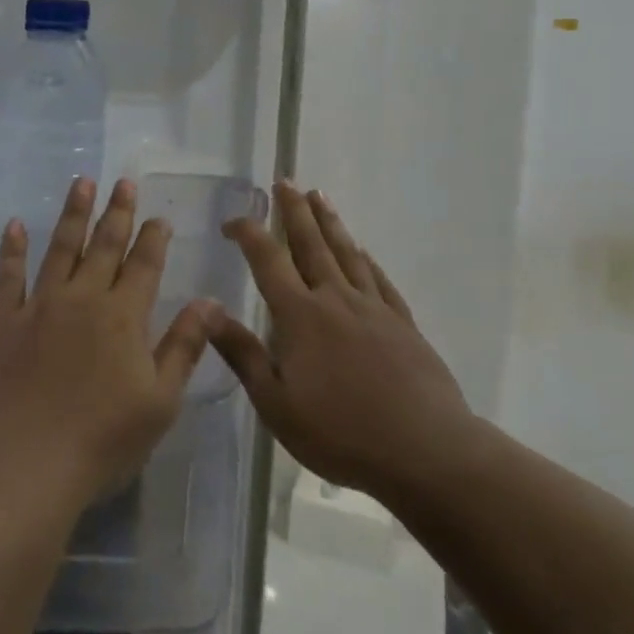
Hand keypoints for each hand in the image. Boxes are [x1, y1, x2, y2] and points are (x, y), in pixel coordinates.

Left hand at [0, 177, 213, 510]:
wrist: (25, 463)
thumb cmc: (102, 439)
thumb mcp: (160, 400)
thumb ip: (184, 346)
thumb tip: (209, 301)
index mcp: (123, 316)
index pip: (144, 265)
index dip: (153, 238)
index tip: (159, 217)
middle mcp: (82, 298)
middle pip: (104, 245)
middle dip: (117, 212)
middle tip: (123, 182)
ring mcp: (39, 305)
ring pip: (60, 247)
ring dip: (73, 214)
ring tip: (82, 183)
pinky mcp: (3, 320)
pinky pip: (8, 274)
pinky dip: (12, 248)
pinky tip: (15, 224)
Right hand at [206, 182, 474, 507]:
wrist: (426, 452)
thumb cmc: (341, 432)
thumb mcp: (276, 403)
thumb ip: (242, 353)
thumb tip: (207, 309)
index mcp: (301, 315)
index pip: (268, 260)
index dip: (248, 233)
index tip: (233, 220)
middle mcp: (336, 299)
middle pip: (311, 244)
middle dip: (295, 211)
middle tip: (286, 181)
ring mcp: (374, 309)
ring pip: (347, 253)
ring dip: (331, 223)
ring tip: (321, 196)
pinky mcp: (403, 325)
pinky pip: (380, 280)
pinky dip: (368, 260)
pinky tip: (364, 251)